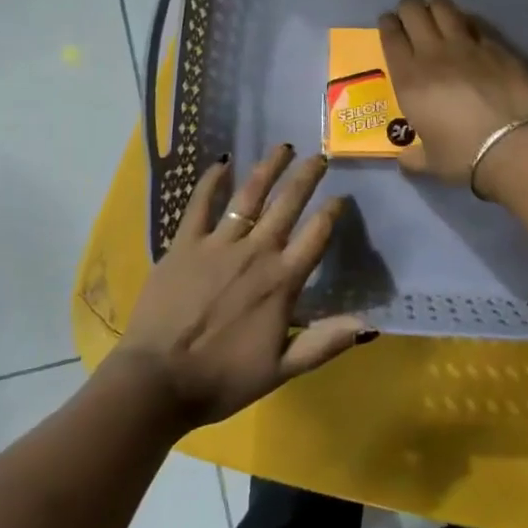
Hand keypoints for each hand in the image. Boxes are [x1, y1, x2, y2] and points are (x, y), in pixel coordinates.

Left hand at [107, 146, 370, 429]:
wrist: (158, 380)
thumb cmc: (222, 379)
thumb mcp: (281, 370)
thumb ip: (324, 343)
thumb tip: (369, 325)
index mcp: (281, 282)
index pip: (316, 236)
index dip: (332, 213)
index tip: (341, 197)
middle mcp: (255, 253)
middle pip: (287, 205)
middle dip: (307, 177)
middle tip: (320, 155)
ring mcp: (218, 244)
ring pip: (249, 195)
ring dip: (269, 168)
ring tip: (284, 147)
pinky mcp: (185, 243)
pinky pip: (200, 204)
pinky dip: (212, 181)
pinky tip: (222, 162)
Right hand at [378, 0, 527, 194]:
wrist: (513, 146)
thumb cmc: (464, 156)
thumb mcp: (430, 162)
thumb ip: (413, 158)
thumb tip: (405, 160)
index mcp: (409, 79)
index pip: (391, 36)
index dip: (387, 24)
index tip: (388, 23)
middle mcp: (433, 54)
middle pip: (414, 11)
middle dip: (408, 9)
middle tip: (410, 18)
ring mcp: (466, 46)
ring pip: (444, 7)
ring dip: (435, 8)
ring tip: (437, 17)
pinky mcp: (496, 46)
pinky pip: (474, 23)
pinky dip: (466, 22)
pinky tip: (468, 31)